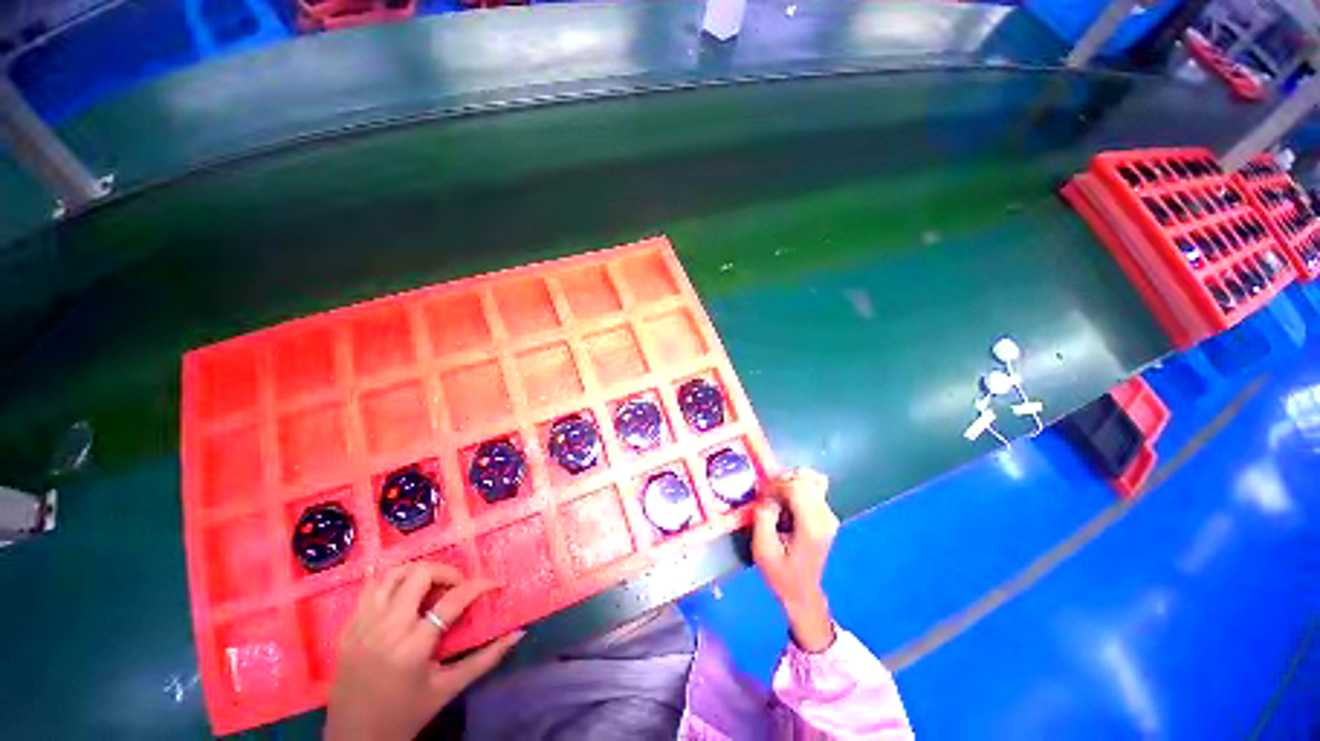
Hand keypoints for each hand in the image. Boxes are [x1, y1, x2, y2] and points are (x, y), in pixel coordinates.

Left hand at [324, 562, 523, 740]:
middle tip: (458, 587)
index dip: (479, 585)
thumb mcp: (448, 689)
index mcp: (412, 647)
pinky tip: (405, 594)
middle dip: (447, 572)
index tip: (495, 583)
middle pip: (420, 575)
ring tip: (432, 587)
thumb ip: (485, 659)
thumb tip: (518, 634)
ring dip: (418, 573)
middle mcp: (385, 628)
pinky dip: (393, 583)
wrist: (353, 739)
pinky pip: (371, 589)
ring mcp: (362, 625)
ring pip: (393, 574)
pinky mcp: (347, 627)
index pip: (452, 600)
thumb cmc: (405, 716)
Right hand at [752, 468, 839, 652]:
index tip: (761, 495)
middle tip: (767, 495)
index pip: (797, 488)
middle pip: (806, 479)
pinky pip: (813, 487)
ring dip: (790, 482)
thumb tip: (766, 498)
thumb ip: (763, 518)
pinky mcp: (826, 514)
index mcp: (811, 527)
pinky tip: (786, 500)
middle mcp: (825, 517)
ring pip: (811, 479)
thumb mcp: (763, 550)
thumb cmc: (781, 574)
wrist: (803, 593)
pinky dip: (797, 486)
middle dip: (782, 481)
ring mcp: (829, 514)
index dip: (776, 485)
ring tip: (776, 496)